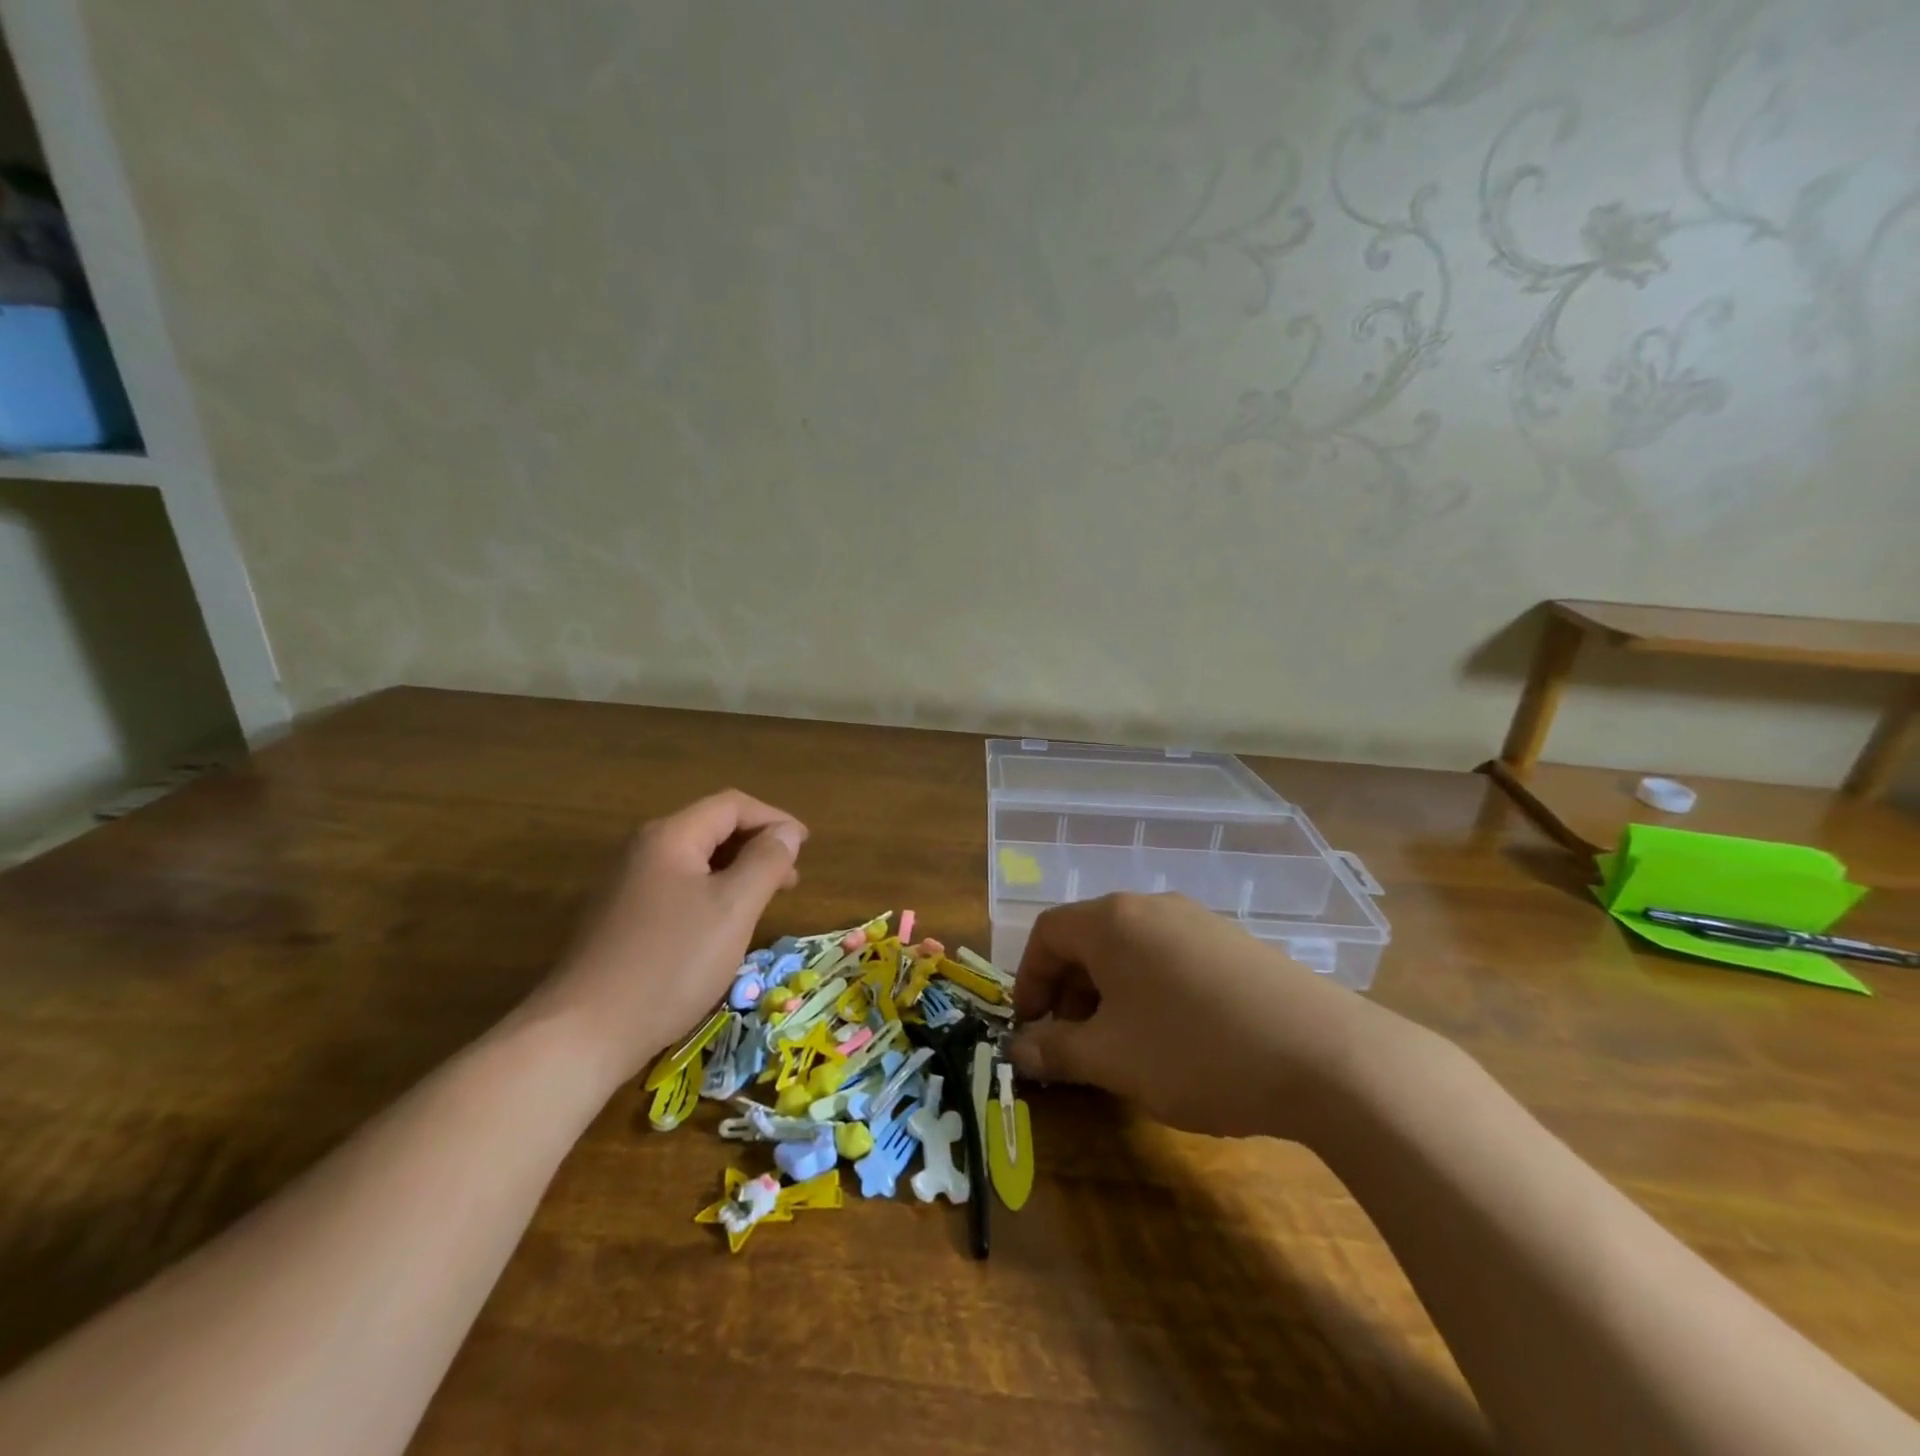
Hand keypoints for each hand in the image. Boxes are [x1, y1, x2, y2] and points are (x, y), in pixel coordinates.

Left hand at [523, 791, 806, 1090]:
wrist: (584, 1033)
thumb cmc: (670, 963)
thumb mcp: (733, 909)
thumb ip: (766, 862)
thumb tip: (787, 832)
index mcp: (670, 837)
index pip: (732, 805)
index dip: (774, 818)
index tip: (805, 846)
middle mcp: (643, 850)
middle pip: (711, 828)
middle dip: (757, 845)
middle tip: (791, 878)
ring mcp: (626, 885)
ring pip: (695, 861)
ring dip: (736, 871)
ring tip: (765, 901)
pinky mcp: (620, 918)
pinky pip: (677, 888)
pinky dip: (711, 893)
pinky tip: (723, 926)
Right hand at [1008, 893, 1398, 1138]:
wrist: (1325, 1055)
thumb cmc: (1195, 1051)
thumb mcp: (1112, 1059)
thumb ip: (1055, 1050)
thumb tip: (1019, 1048)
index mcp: (1112, 921)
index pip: (1046, 933)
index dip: (1027, 979)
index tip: (1030, 1028)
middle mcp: (1151, 907)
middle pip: (1088, 937)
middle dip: (1068, 990)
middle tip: (1072, 1044)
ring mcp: (1198, 920)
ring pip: (1130, 949)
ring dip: (1109, 993)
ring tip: (1121, 1045)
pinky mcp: (1233, 943)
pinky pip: (1170, 957)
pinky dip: (1150, 989)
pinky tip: (1174, 1036)